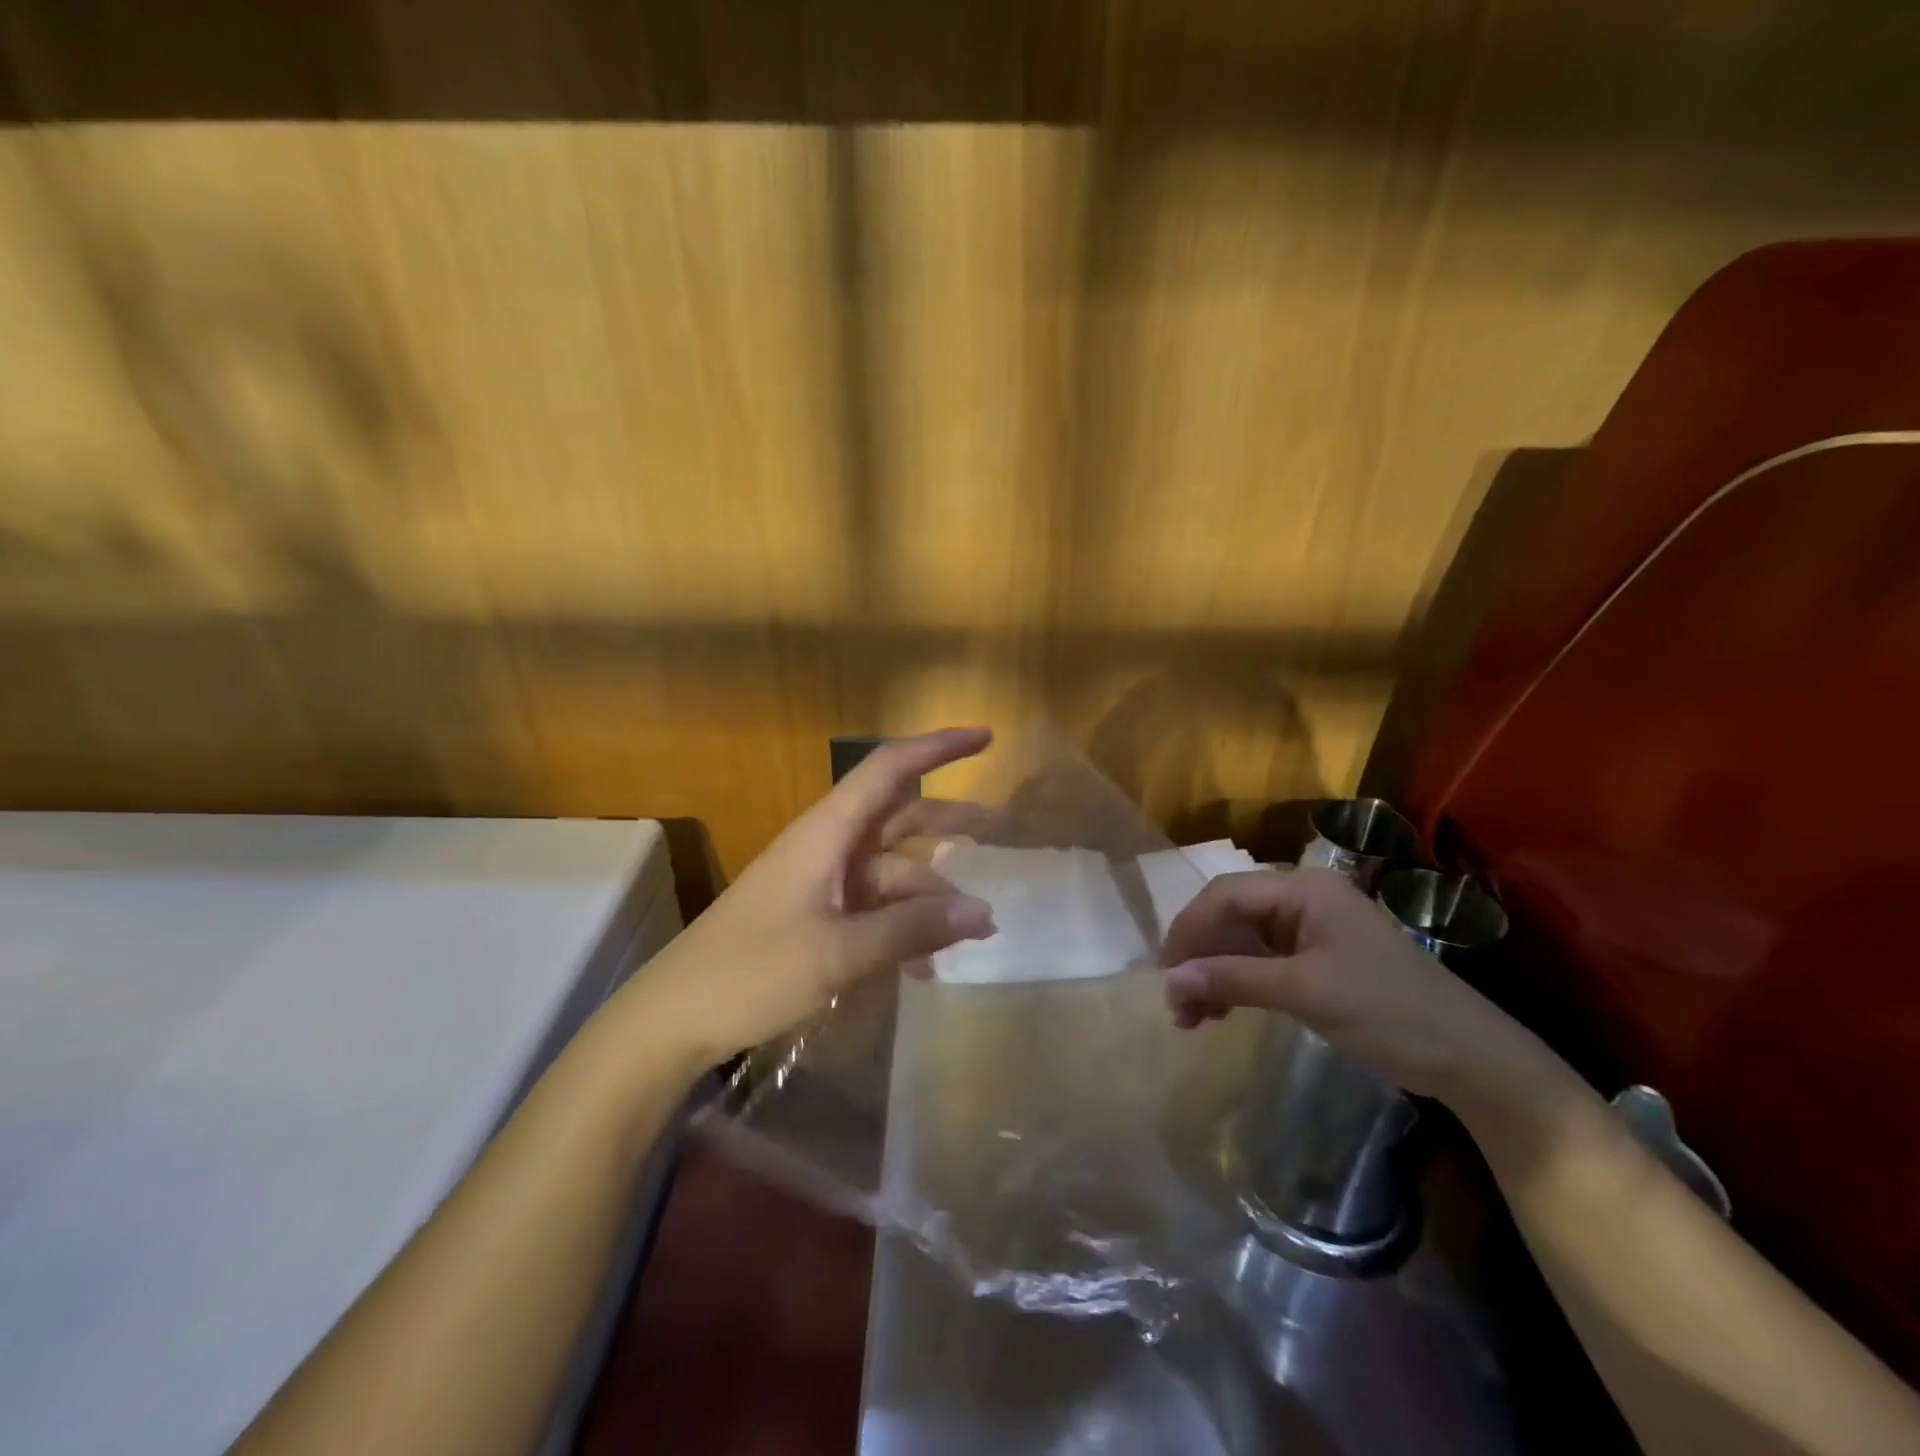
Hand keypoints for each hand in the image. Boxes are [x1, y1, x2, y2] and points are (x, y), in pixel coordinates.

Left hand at [625, 728, 997, 1065]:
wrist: (672, 1019)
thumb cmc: (751, 971)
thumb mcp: (839, 953)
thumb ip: (912, 930)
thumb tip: (985, 913)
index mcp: (827, 832)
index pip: (889, 770)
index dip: (937, 748)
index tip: (984, 737)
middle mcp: (828, 847)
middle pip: (898, 818)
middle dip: (948, 823)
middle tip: (998, 832)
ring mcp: (821, 882)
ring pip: (891, 873)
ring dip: (930, 898)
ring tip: (971, 935)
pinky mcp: (815, 916)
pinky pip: (874, 909)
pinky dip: (903, 927)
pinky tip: (925, 967)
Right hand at [1160, 867, 1531, 1101]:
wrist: (1470, 1059)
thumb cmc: (1387, 1012)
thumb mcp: (1304, 993)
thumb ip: (1233, 981)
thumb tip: (1169, 982)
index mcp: (1304, 889)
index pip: (1225, 894)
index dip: (1189, 929)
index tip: (1166, 972)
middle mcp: (1303, 898)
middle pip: (1231, 915)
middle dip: (1200, 956)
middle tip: (1178, 1003)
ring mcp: (1311, 929)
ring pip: (1242, 939)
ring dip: (1214, 973)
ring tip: (1193, 1017)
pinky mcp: (1317, 958)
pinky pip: (1261, 960)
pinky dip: (1237, 982)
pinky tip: (1222, 1011)